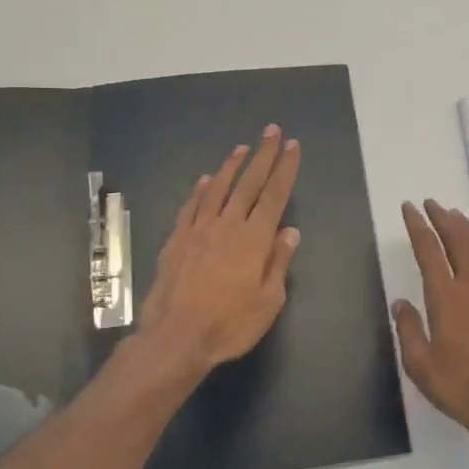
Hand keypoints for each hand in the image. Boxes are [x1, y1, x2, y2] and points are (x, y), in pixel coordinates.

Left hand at [136, 125, 301, 376]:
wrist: (176, 337)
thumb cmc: (230, 325)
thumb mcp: (268, 301)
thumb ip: (278, 263)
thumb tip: (289, 231)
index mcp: (254, 239)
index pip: (274, 195)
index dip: (285, 169)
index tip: (292, 146)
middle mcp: (227, 226)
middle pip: (248, 183)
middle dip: (263, 156)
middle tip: (272, 131)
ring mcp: (198, 230)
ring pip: (218, 189)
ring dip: (231, 166)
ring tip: (241, 148)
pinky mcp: (176, 240)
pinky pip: (191, 207)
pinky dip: (201, 190)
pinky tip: (206, 180)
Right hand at [393, 200, 468, 448]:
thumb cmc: (459, 389)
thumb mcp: (420, 366)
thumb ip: (409, 330)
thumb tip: (401, 303)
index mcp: (446, 301)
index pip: (429, 253)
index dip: (418, 227)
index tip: (410, 209)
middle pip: (459, 244)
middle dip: (444, 220)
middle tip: (433, 204)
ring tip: (458, 216)